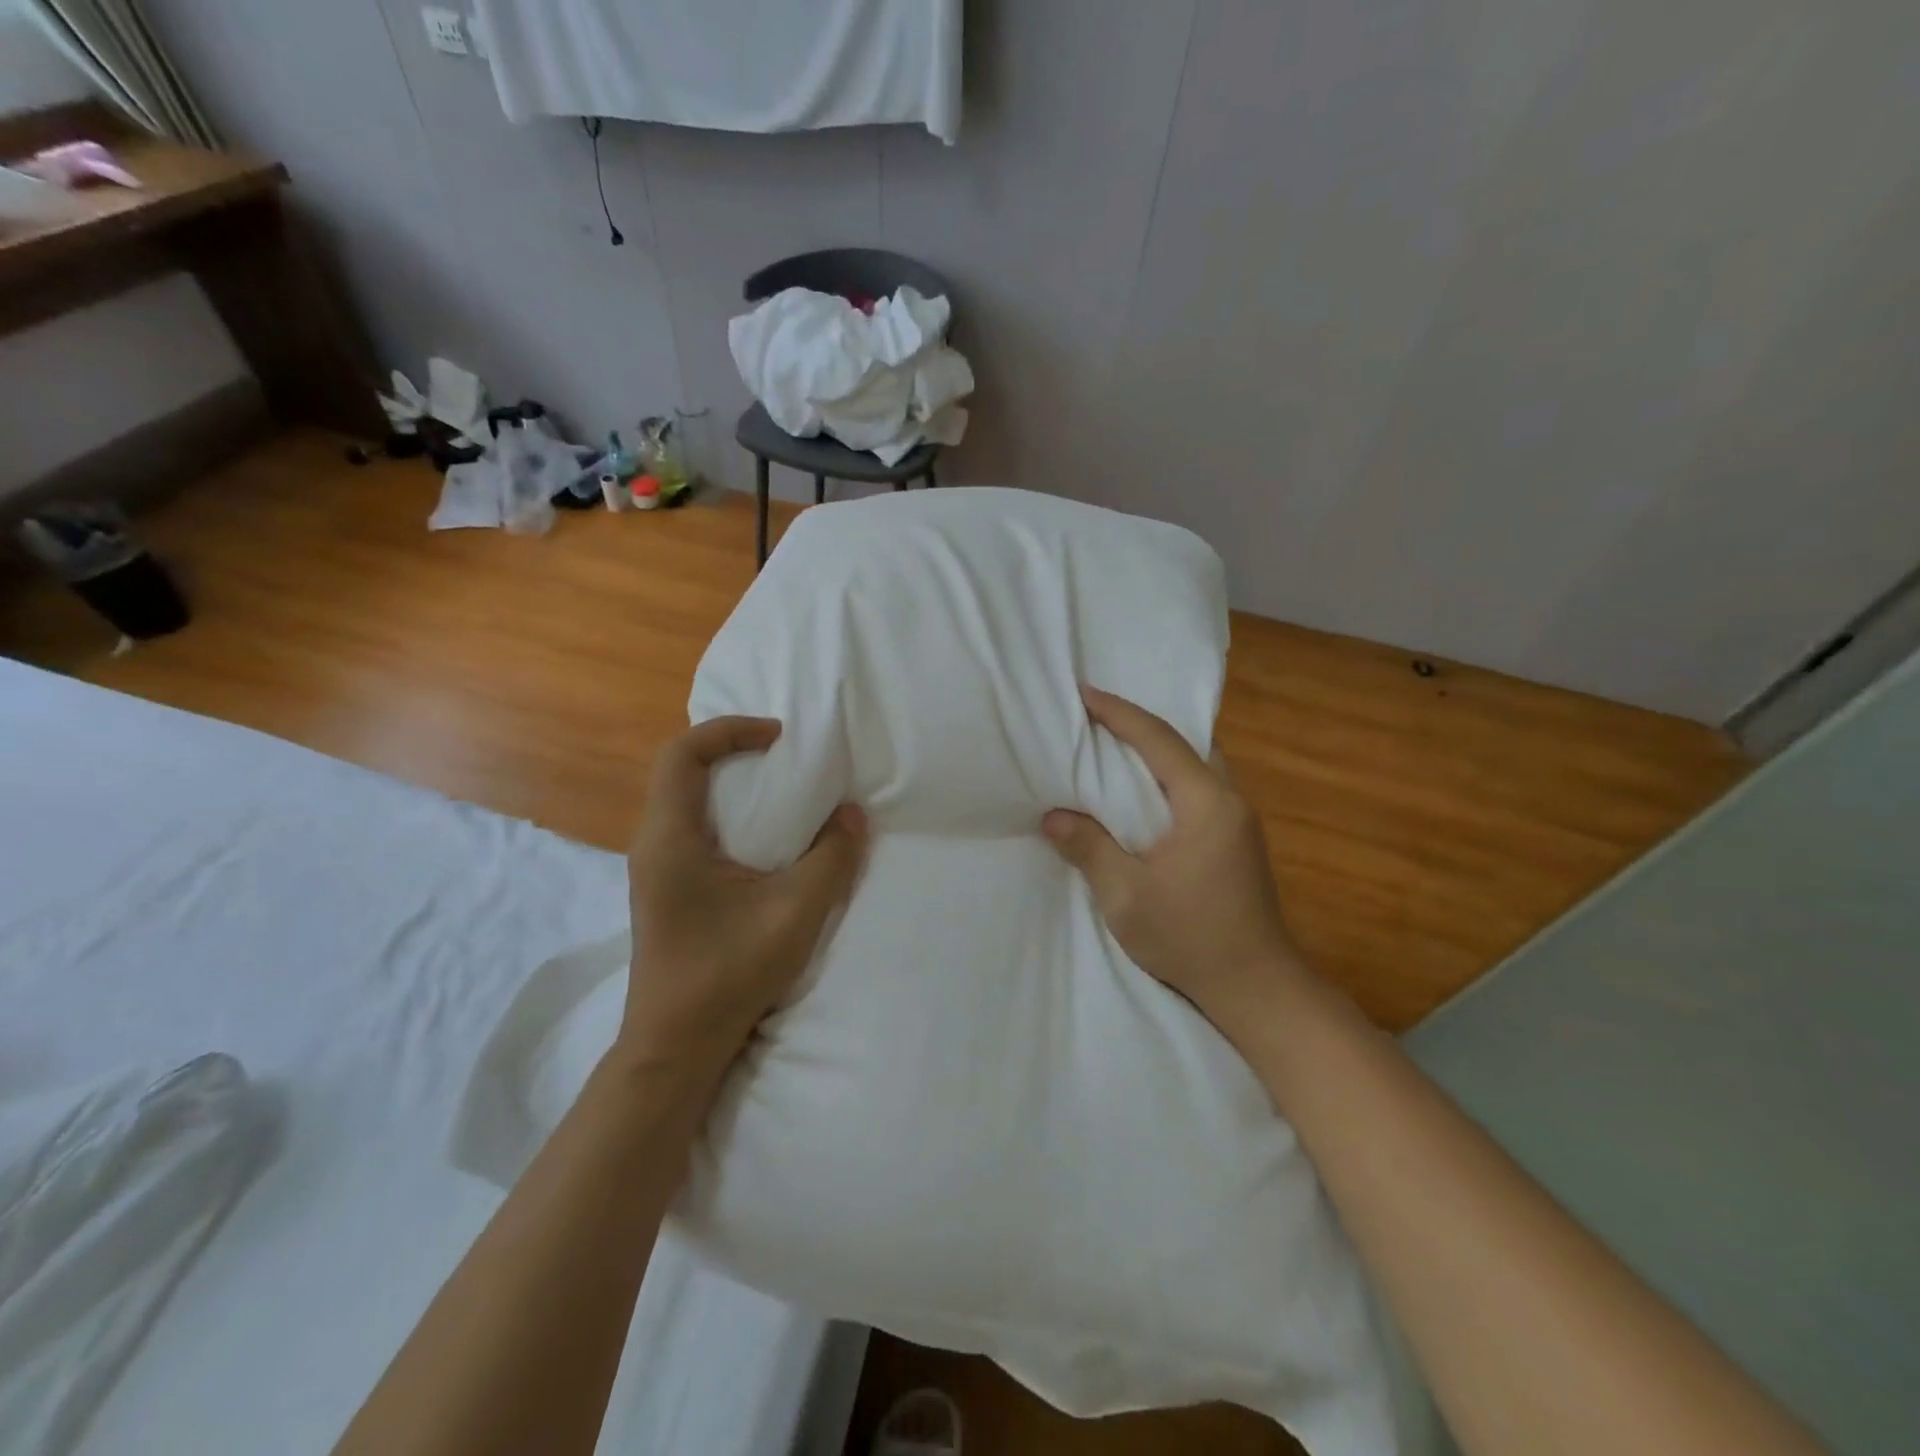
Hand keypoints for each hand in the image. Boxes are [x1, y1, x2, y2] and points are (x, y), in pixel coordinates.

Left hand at [623, 716, 866, 1073]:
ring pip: (687, 801)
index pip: (682, 754)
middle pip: (682, 771)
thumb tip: (851, 815)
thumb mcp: (795, 912)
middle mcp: (654, 845)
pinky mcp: (667, 890)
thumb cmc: (728, 973)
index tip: (778, 738)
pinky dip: (730, 816)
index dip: (729, 730)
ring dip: (732, 785)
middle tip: (785, 759)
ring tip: (782, 794)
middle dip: (733, 752)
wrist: (677, 1045)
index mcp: (671, 839)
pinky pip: (694, 830)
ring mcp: (656, 870)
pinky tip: (766, 842)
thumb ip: (831, 858)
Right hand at [1043, 686, 1308, 1036]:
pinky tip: (1148, 791)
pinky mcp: (1238, 841)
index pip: (1159, 741)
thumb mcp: (1126, 895)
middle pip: (1186, 743)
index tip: (1086, 693)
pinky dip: (1171, 775)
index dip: (1120, 714)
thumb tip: (1054, 815)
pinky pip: (1201, 787)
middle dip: (1142, 724)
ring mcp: (1240, 821)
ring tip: (1118, 748)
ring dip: (1160, 750)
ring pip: (1198, 764)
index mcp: (1206, 803)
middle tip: (1099, 717)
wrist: (1256, 987)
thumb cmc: (1190, 937)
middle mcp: (1230, 800)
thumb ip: (1089, 848)